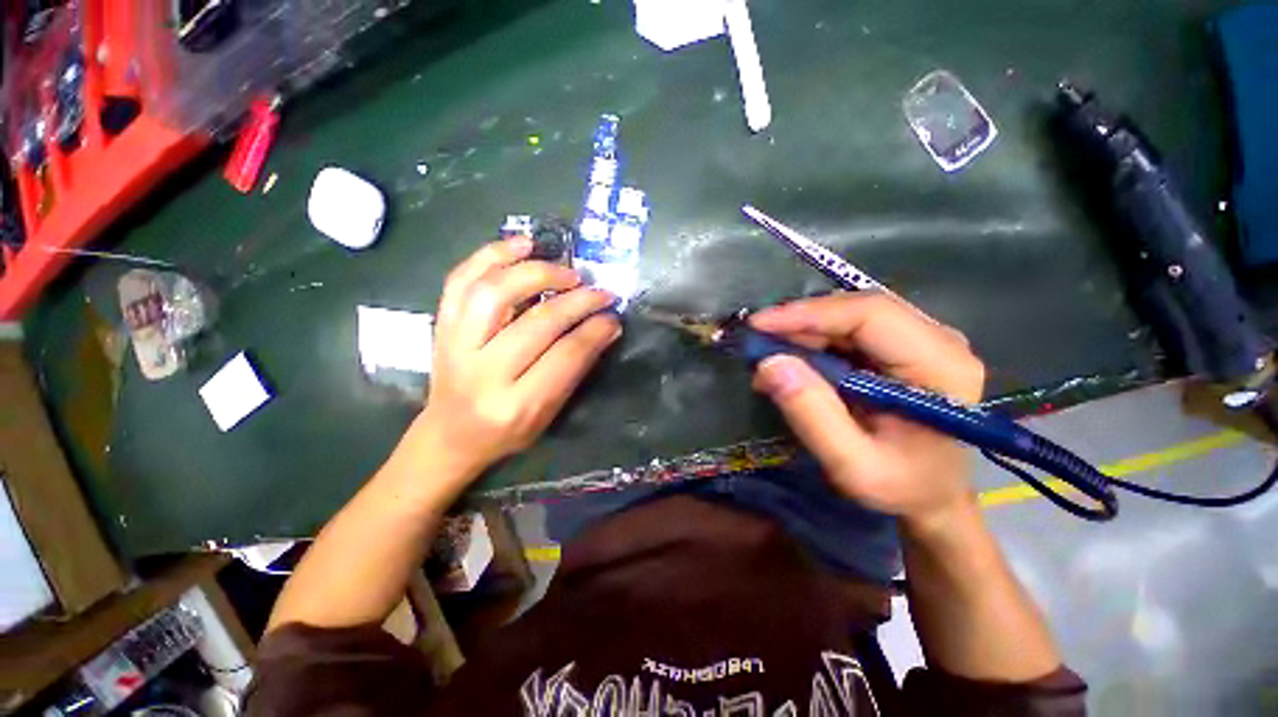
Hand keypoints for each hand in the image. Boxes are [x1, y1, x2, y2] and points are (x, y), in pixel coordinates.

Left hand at [411, 237, 621, 479]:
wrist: (450, 434)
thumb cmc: (506, 431)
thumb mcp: (549, 412)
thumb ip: (577, 369)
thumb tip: (606, 326)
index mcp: (516, 405)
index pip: (565, 356)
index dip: (594, 330)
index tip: (613, 315)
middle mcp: (483, 373)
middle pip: (537, 322)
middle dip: (577, 301)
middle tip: (600, 291)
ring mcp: (455, 344)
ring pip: (495, 292)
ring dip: (537, 273)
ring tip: (566, 271)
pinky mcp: (441, 325)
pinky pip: (461, 279)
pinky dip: (491, 255)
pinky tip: (521, 245)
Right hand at [748, 292, 984, 526]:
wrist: (934, 496)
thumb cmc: (902, 487)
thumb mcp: (853, 466)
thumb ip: (813, 415)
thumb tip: (770, 363)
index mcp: (940, 367)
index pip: (870, 314)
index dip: (809, 313)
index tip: (758, 325)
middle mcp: (939, 340)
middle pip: (858, 309)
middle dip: (800, 322)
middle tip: (757, 343)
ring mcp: (922, 339)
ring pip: (850, 315)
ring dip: (804, 331)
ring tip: (769, 356)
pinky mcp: (903, 345)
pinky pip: (850, 329)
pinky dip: (813, 341)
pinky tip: (792, 360)